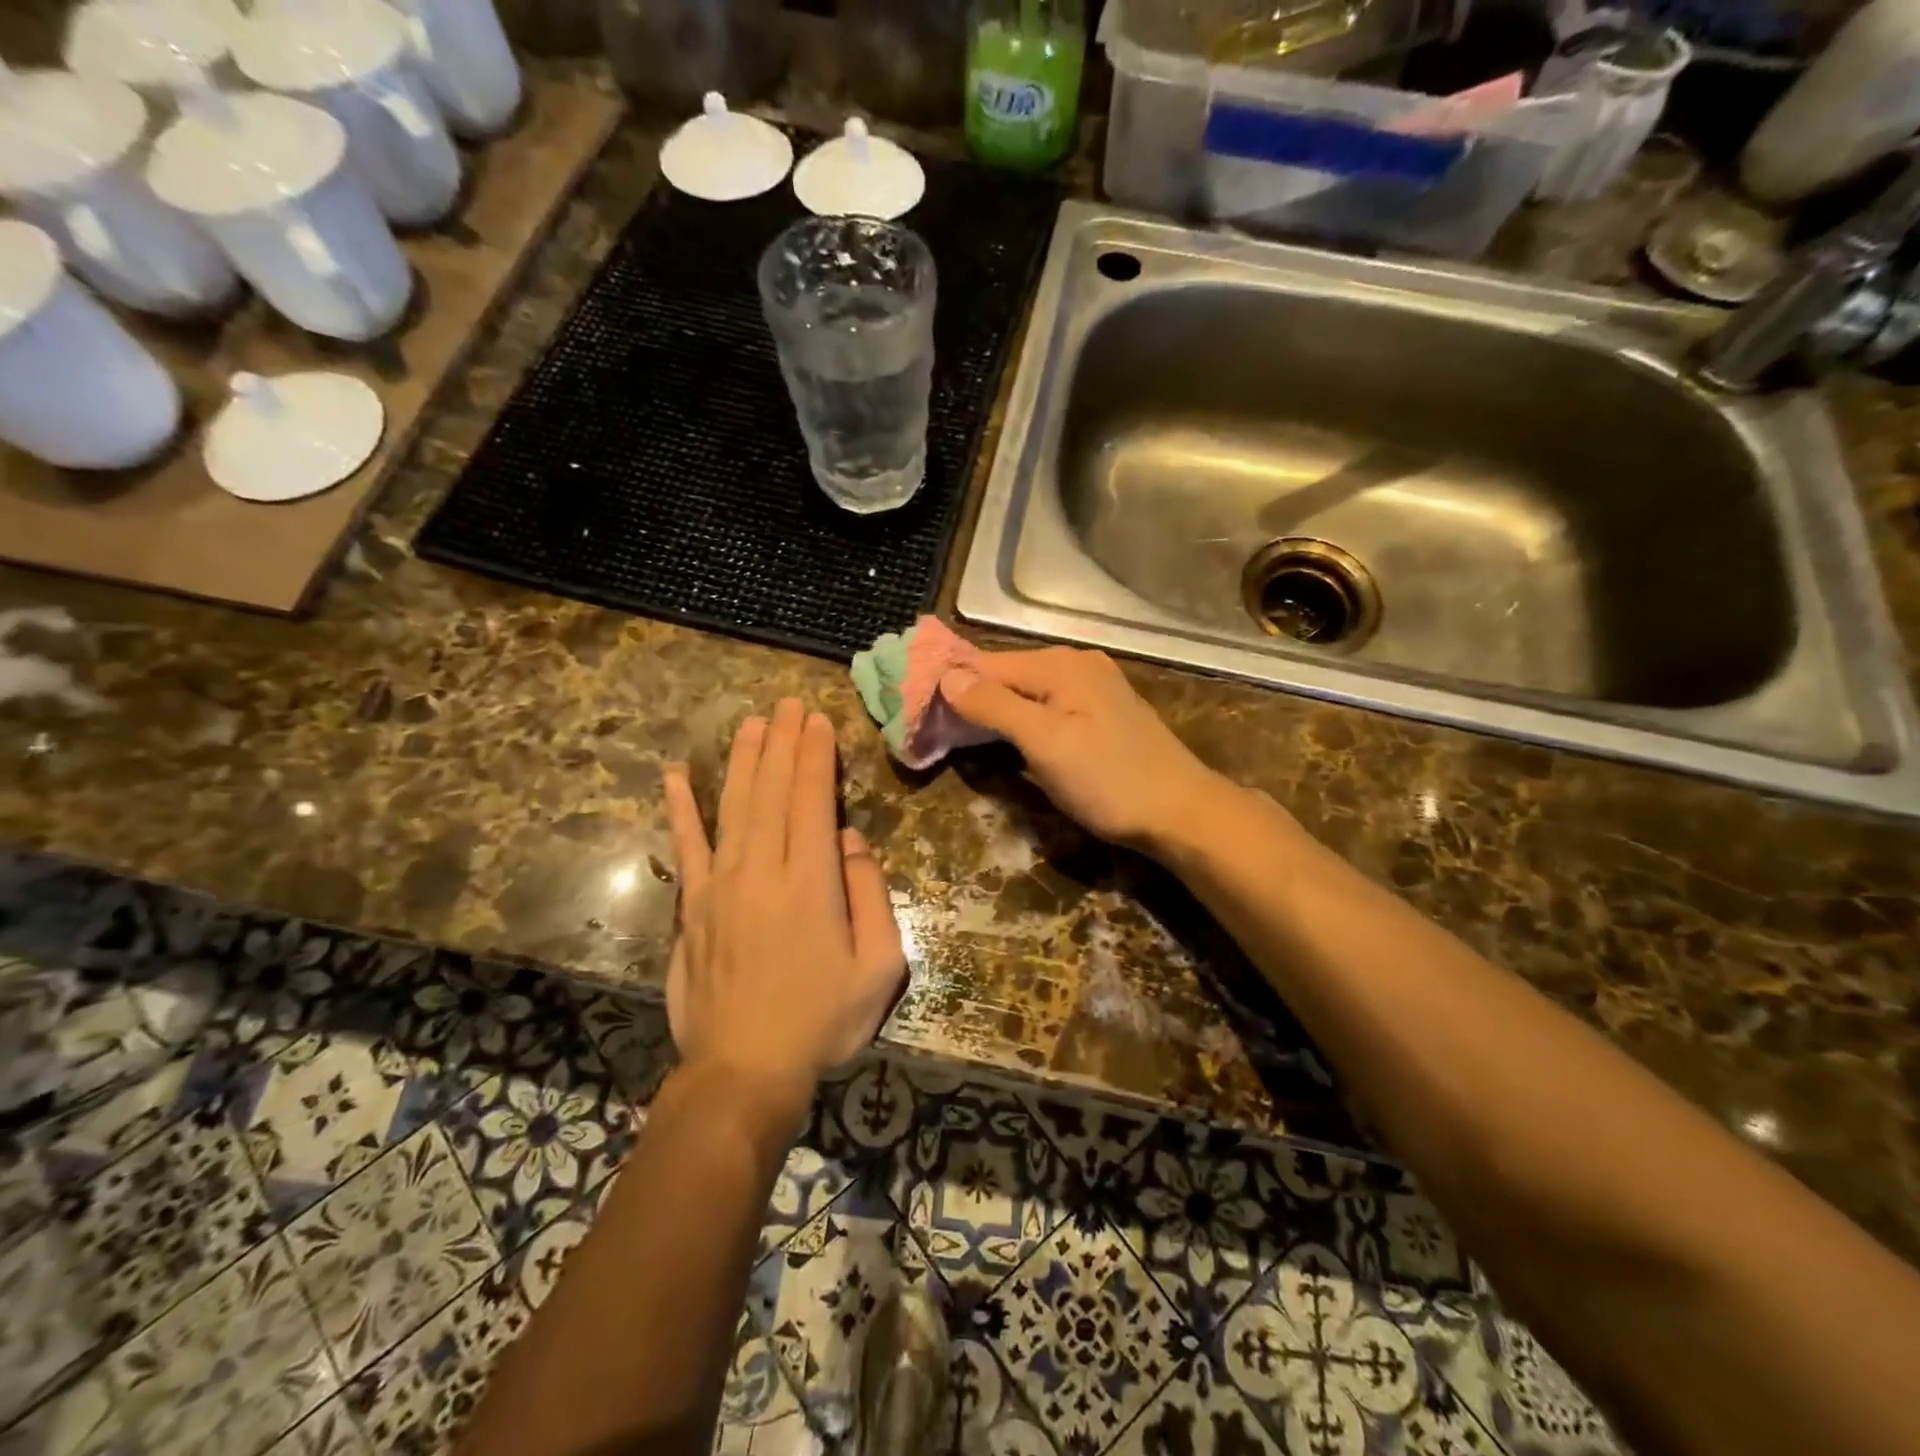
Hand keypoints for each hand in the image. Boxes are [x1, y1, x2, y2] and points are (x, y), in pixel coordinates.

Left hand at [662, 700, 906, 1113]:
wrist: (745, 1070)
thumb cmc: (823, 1020)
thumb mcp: (879, 965)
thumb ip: (870, 894)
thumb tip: (852, 840)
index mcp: (811, 881)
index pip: (812, 799)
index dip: (815, 755)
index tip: (816, 720)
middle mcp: (762, 870)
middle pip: (771, 791)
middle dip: (782, 742)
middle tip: (787, 703)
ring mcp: (721, 885)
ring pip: (734, 805)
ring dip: (743, 760)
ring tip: (751, 722)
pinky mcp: (694, 906)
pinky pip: (686, 846)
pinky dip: (681, 809)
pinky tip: (676, 776)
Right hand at [939, 647, 1232, 851]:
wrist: (1181, 812)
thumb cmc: (1108, 779)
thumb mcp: (1044, 742)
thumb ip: (995, 706)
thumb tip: (947, 676)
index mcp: (1060, 665)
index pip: (986, 664)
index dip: (949, 683)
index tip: (913, 705)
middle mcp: (1076, 665)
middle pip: (1007, 675)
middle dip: (970, 697)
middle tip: (931, 724)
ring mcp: (1093, 688)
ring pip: (1027, 692)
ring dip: (994, 710)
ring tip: (958, 732)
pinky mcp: (1102, 713)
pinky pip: (1048, 707)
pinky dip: (1022, 720)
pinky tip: (1008, 737)